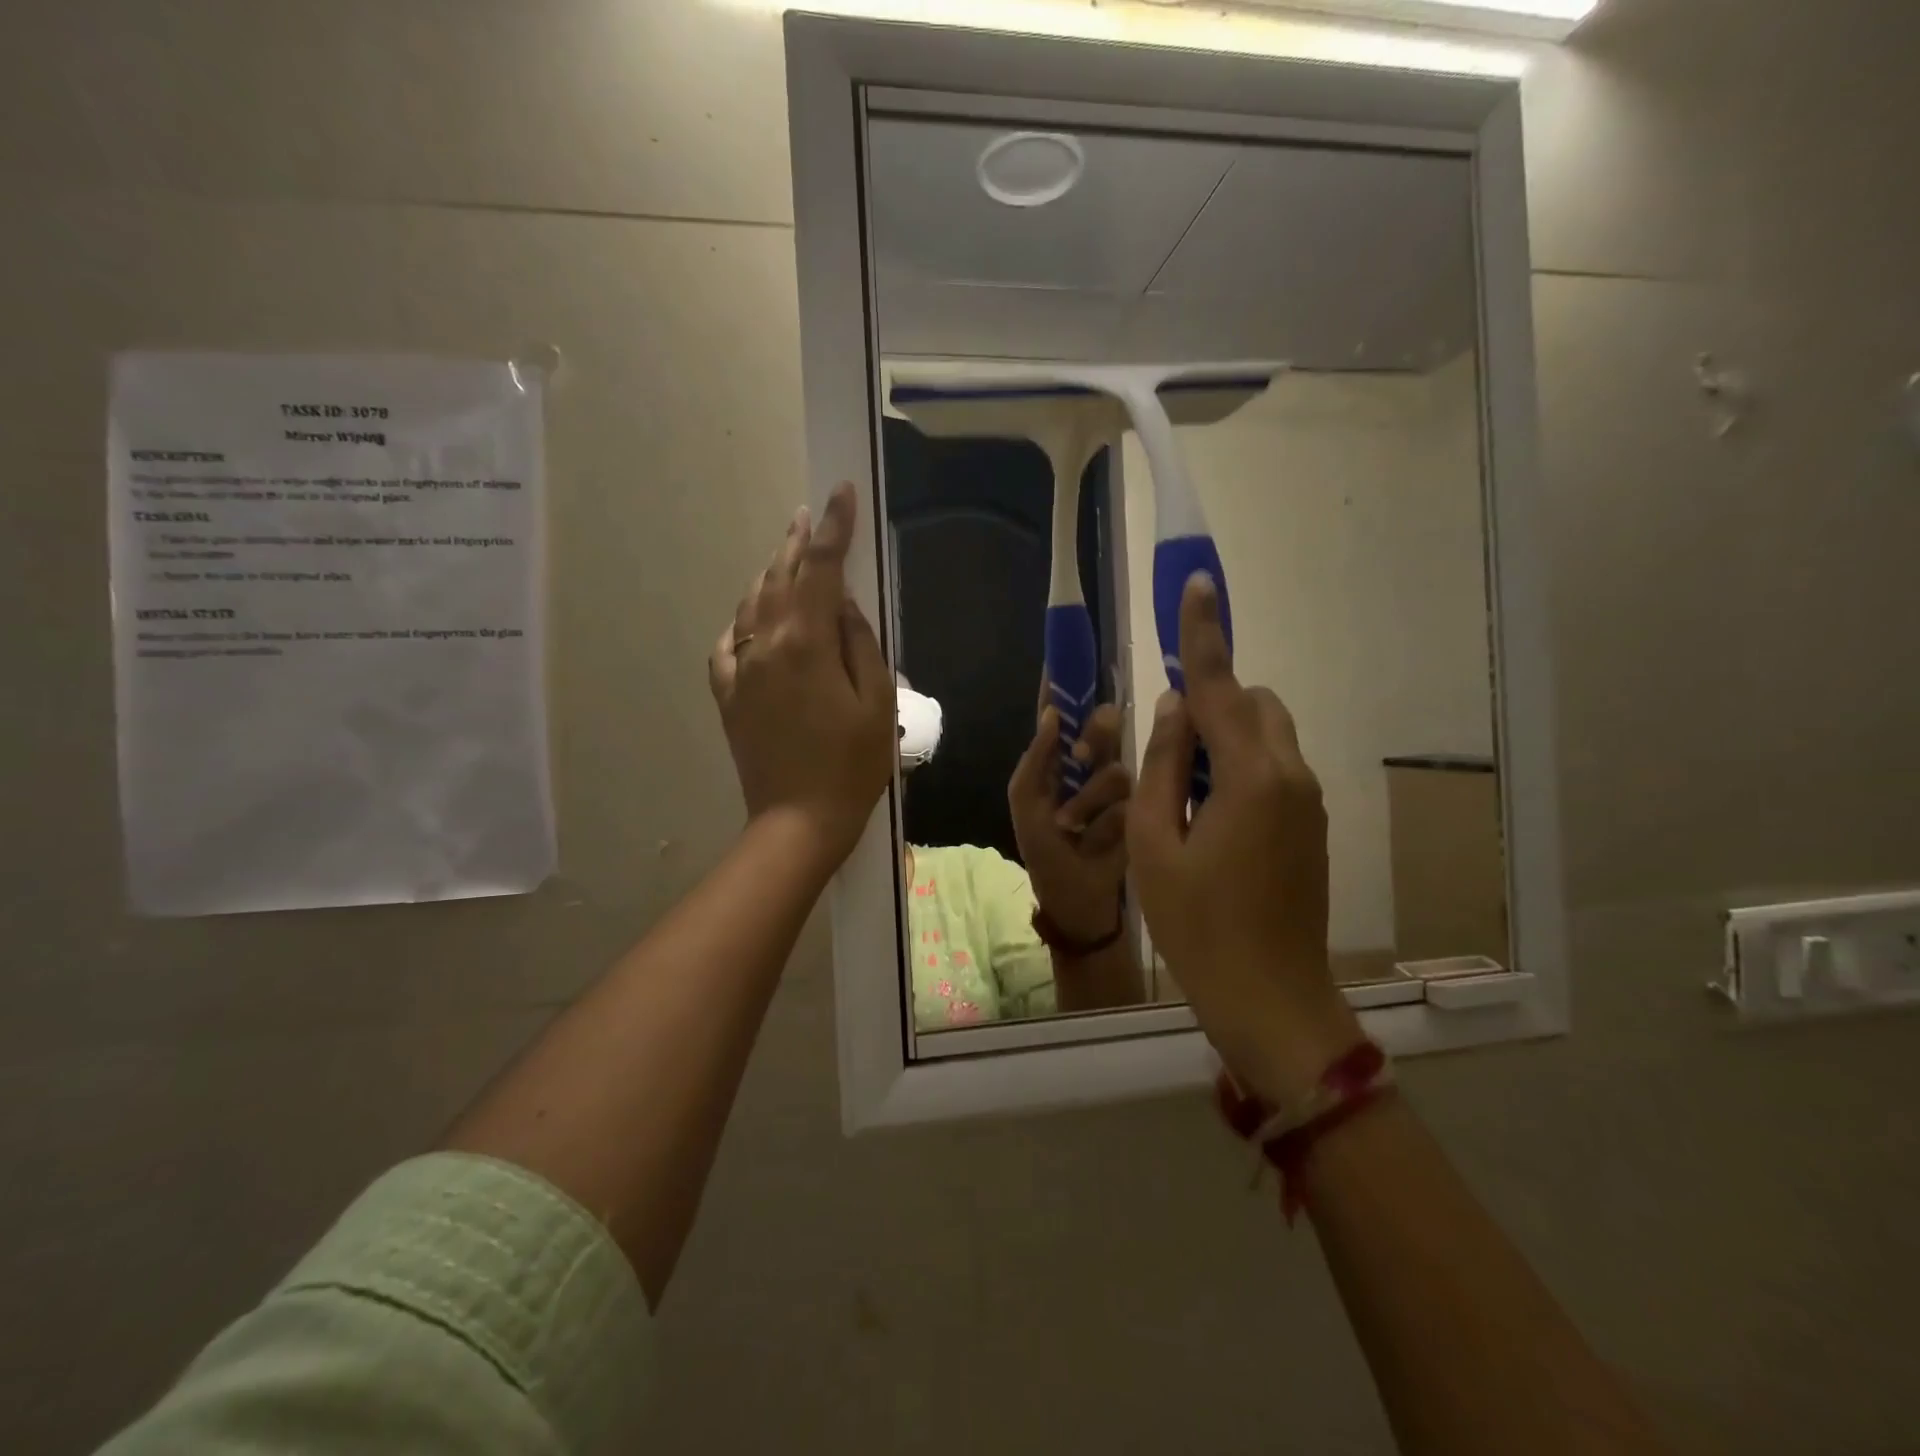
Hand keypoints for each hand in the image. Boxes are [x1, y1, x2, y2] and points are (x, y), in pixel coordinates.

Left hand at [709, 482, 893, 864]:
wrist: (798, 820)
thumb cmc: (852, 765)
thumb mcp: (877, 702)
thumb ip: (860, 643)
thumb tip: (841, 603)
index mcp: (806, 643)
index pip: (821, 568)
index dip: (834, 527)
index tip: (841, 493)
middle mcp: (764, 645)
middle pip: (780, 578)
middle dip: (798, 542)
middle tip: (811, 515)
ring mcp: (739, 670)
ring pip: (751, 605)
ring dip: (771, 574)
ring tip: (787, 556)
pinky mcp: (727, 695)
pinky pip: (728, 643)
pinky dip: (744, 620)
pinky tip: (753, 618)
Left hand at [1008, 693, 1130, 943]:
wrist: (1075, 897)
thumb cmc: (1043, 848)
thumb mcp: (1026, 803)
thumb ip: (1036, 758)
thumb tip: (1051, 713)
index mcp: (1057, 757)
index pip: (1061, 712)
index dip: (1063, 685)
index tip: (1065, 655)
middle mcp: (1091, 762)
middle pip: (1102, 725)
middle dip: (1094, 737)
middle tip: (1081, 757)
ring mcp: (1117, 785)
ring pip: (1115, 767)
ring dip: (1088, 801)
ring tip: (1071, 828)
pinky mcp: (1140, 808)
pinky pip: (1127, 800)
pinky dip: (1103, 822)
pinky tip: (1092, 841)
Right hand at [1127, 573, 1359, 1105]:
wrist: (1270, 999)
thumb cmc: (1197, 926)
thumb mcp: (1153, 844)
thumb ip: (1162, 765)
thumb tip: (1173, 707)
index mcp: (1249, 776)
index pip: (1218, 687)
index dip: (1202, 634)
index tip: (1197, 583)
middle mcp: (1290, 775)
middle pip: (1251, 704)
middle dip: (1209, 701)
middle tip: (1166, 748)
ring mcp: (1308, 801)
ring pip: (1266, 733)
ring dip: (1223, 737)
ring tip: (1182, 790)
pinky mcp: (1311, 824)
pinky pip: (1274, 767)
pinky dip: (1239, 766)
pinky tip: (1208, 816)